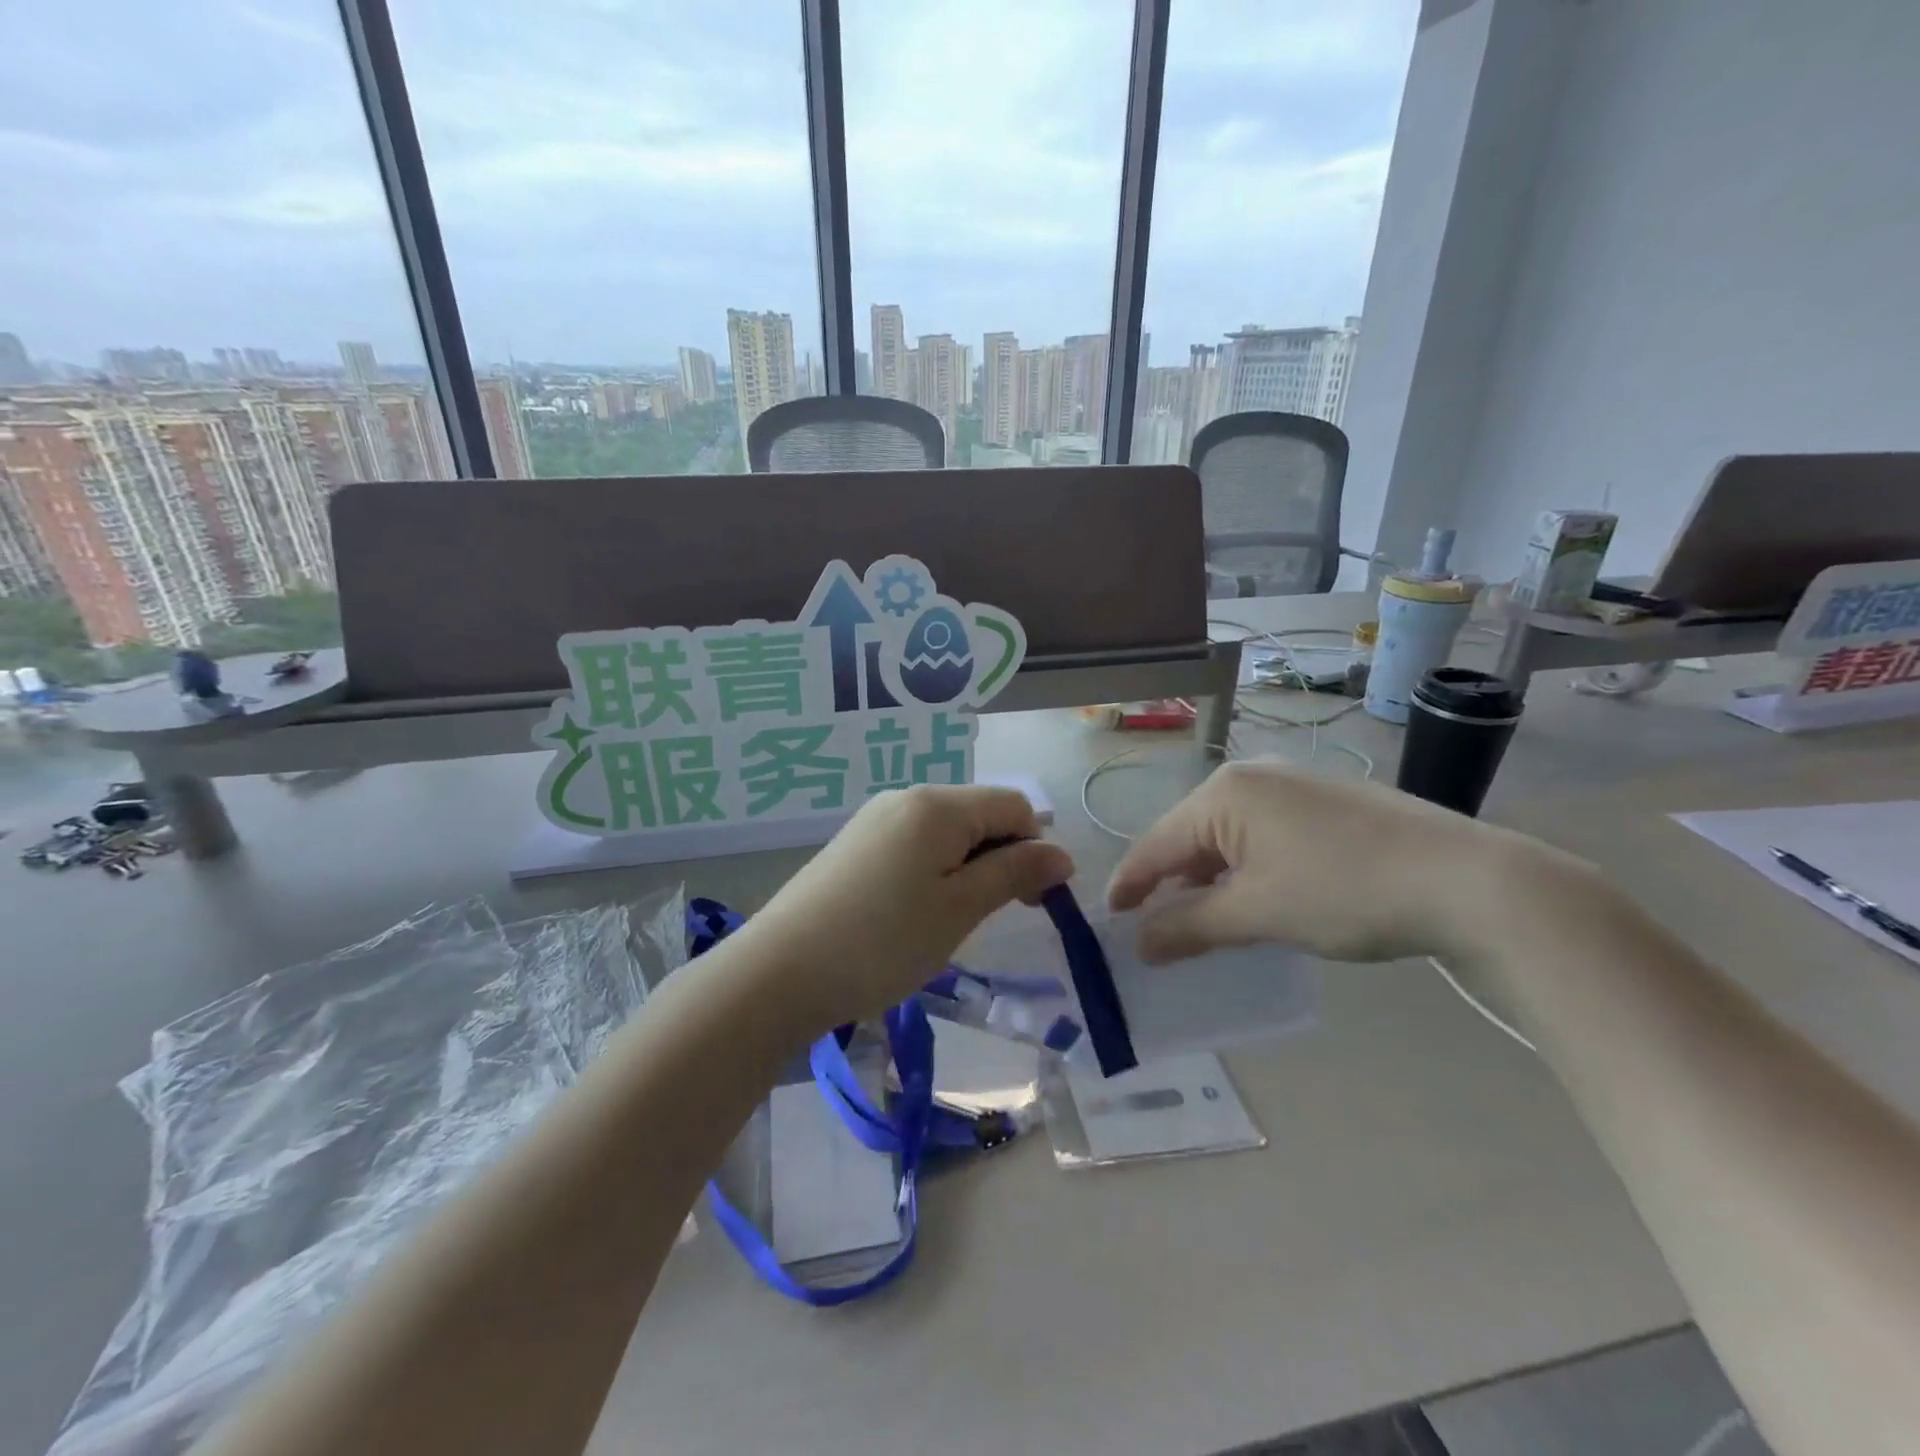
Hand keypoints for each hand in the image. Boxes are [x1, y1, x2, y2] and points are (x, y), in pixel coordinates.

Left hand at [744, 785, 1074, 1029]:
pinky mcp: (853, 845)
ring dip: (966, 870)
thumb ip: (1014, 874)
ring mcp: (874, 819)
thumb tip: (1062, 854)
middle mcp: (905, 798)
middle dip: (1000, 859)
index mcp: (937, 805)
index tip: (1031, 903)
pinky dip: (931, 873)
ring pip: (946, 833)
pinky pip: (912, 845)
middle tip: (989, 917)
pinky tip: (912, 914)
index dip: (1034, 849)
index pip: (1014, 806)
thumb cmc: (882, 941)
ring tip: (947, 921)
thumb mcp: (960, 909)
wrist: (779, 972)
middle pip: (979, 815)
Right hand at [1107, 760, 1539, 963]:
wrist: (1467, 880)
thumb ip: (1189, 927)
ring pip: (1228, 835)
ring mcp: (1293, 784)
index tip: (1109, 920)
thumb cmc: (1344, 891)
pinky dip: (1246, 867)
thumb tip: (1140, 943)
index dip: (1130, 884)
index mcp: (1224, 793)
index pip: (1157, 843)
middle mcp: (1252, 776)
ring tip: (1203, 918)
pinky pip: (1263, 833)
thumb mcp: (1257, 914)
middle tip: (1156, 928)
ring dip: (1210, 878)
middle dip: (1171, 882)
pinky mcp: (1326, 801)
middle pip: (1189, 835)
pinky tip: (1257, 895)